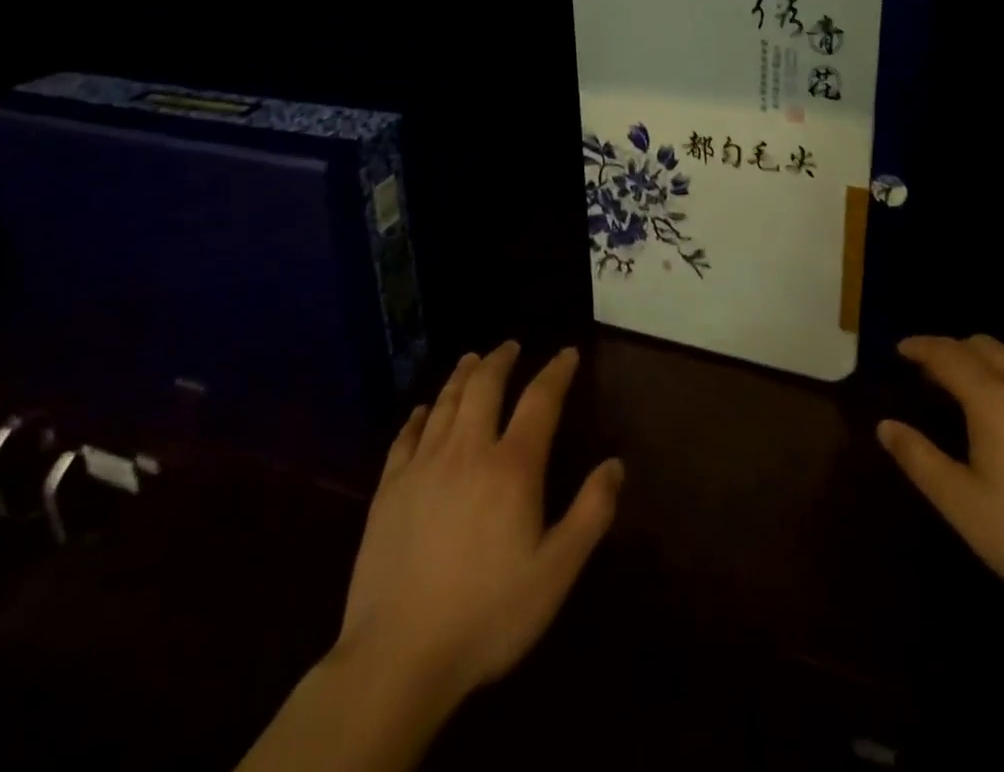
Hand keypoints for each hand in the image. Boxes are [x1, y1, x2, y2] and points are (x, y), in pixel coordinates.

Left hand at [331, 342, 622, 711]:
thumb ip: (591, 513)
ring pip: (444, 403)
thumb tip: (615, 464)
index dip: (556, 371)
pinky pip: (405, 437)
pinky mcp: (388, 490)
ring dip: (461, 376)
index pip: (540, 400)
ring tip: (472, 360)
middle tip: (510, 346)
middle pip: (484, 387)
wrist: (397, 658)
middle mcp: (466, 451)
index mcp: (511, 467)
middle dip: (500, 360)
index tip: (567, 353)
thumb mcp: (556, 572)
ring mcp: (422, 467)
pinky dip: (419, 416)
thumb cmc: (487, 615)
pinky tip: (422, 410)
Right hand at [878, 335, 1003, 636]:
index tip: (901, 349)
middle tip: (932, 372)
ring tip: (974, 390)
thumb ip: (919, 459)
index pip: (949, 355)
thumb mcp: (963, 506)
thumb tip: (886, 426)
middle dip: (953, 350)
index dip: (921, 347)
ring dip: (989, 363)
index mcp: (995, 402)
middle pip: (985, 346)